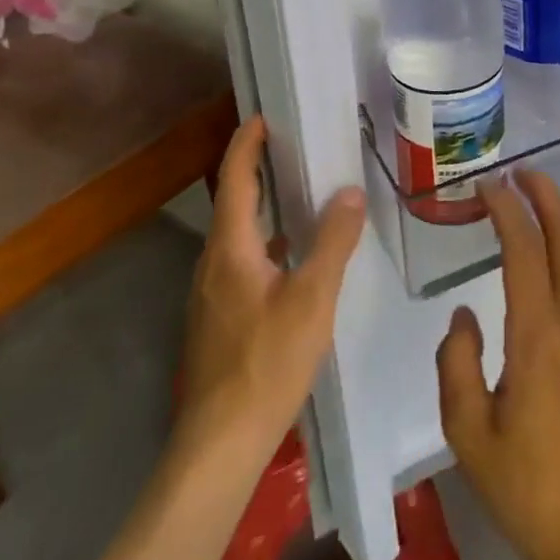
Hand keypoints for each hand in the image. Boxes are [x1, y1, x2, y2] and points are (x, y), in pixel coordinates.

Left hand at [177, 115, 365, 458]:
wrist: (220, 443)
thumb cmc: (266, 362)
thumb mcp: (312, 298)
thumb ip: (332, 241)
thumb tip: (349, 191)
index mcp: (230, 249)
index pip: (235, 180)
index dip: (246, 144)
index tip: (264, 116)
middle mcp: (212, 264)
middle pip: (232, 202)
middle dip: (256, 169)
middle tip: (291, 146)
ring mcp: (210, 294)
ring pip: (236, 234)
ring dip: (261, 205)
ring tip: (298, 192)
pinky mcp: (217, 319)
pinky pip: (240, 260)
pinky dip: (264, 240)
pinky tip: (291, 257)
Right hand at [435, 173, 559, 559]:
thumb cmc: (528, 486)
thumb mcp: (468, 433)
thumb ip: (456, 364)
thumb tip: (464, 316)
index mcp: (539, 335)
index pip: (524, 250)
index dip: (506, 210)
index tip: (488, 186)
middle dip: (546, 197)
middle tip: (522, 174)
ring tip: (546, 204)